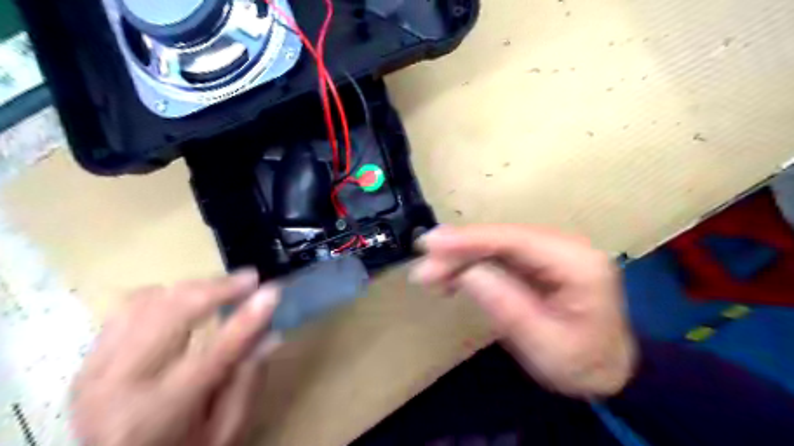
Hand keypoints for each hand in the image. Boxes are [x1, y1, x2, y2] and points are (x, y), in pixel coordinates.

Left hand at [71, 270, 279, 445]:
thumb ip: (247, 383)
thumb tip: (270, 334)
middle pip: (173, 314)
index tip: (273, 290)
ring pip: (149, 302)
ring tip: (224, 288)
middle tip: (250, 278)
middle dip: (218, 289)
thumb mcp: (224, 434)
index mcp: (157, 414)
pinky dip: (164, 295)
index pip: (215, 352)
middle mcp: (119, 386)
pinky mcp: (91, 358)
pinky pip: (128, 308)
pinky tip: (187, 299)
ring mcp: (97, 368)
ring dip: (193, 288)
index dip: (248, 317)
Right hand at [413, 225, 635, 398]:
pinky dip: (471, 264)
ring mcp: (550, 252)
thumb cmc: (582, 364)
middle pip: (501, 239)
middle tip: (423, 270)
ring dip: (460, 257)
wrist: (606, 369)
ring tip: (430, 276)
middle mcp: (564, 247)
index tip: (432, 243)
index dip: (470, 239)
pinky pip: (498, 256)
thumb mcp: (545, 345)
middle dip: (459, 251)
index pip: (515, 240)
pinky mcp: (536, 261)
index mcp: (577, 263)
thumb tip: (467, 273)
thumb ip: (507, 306)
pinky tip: (451, 278)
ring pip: (495, 245)